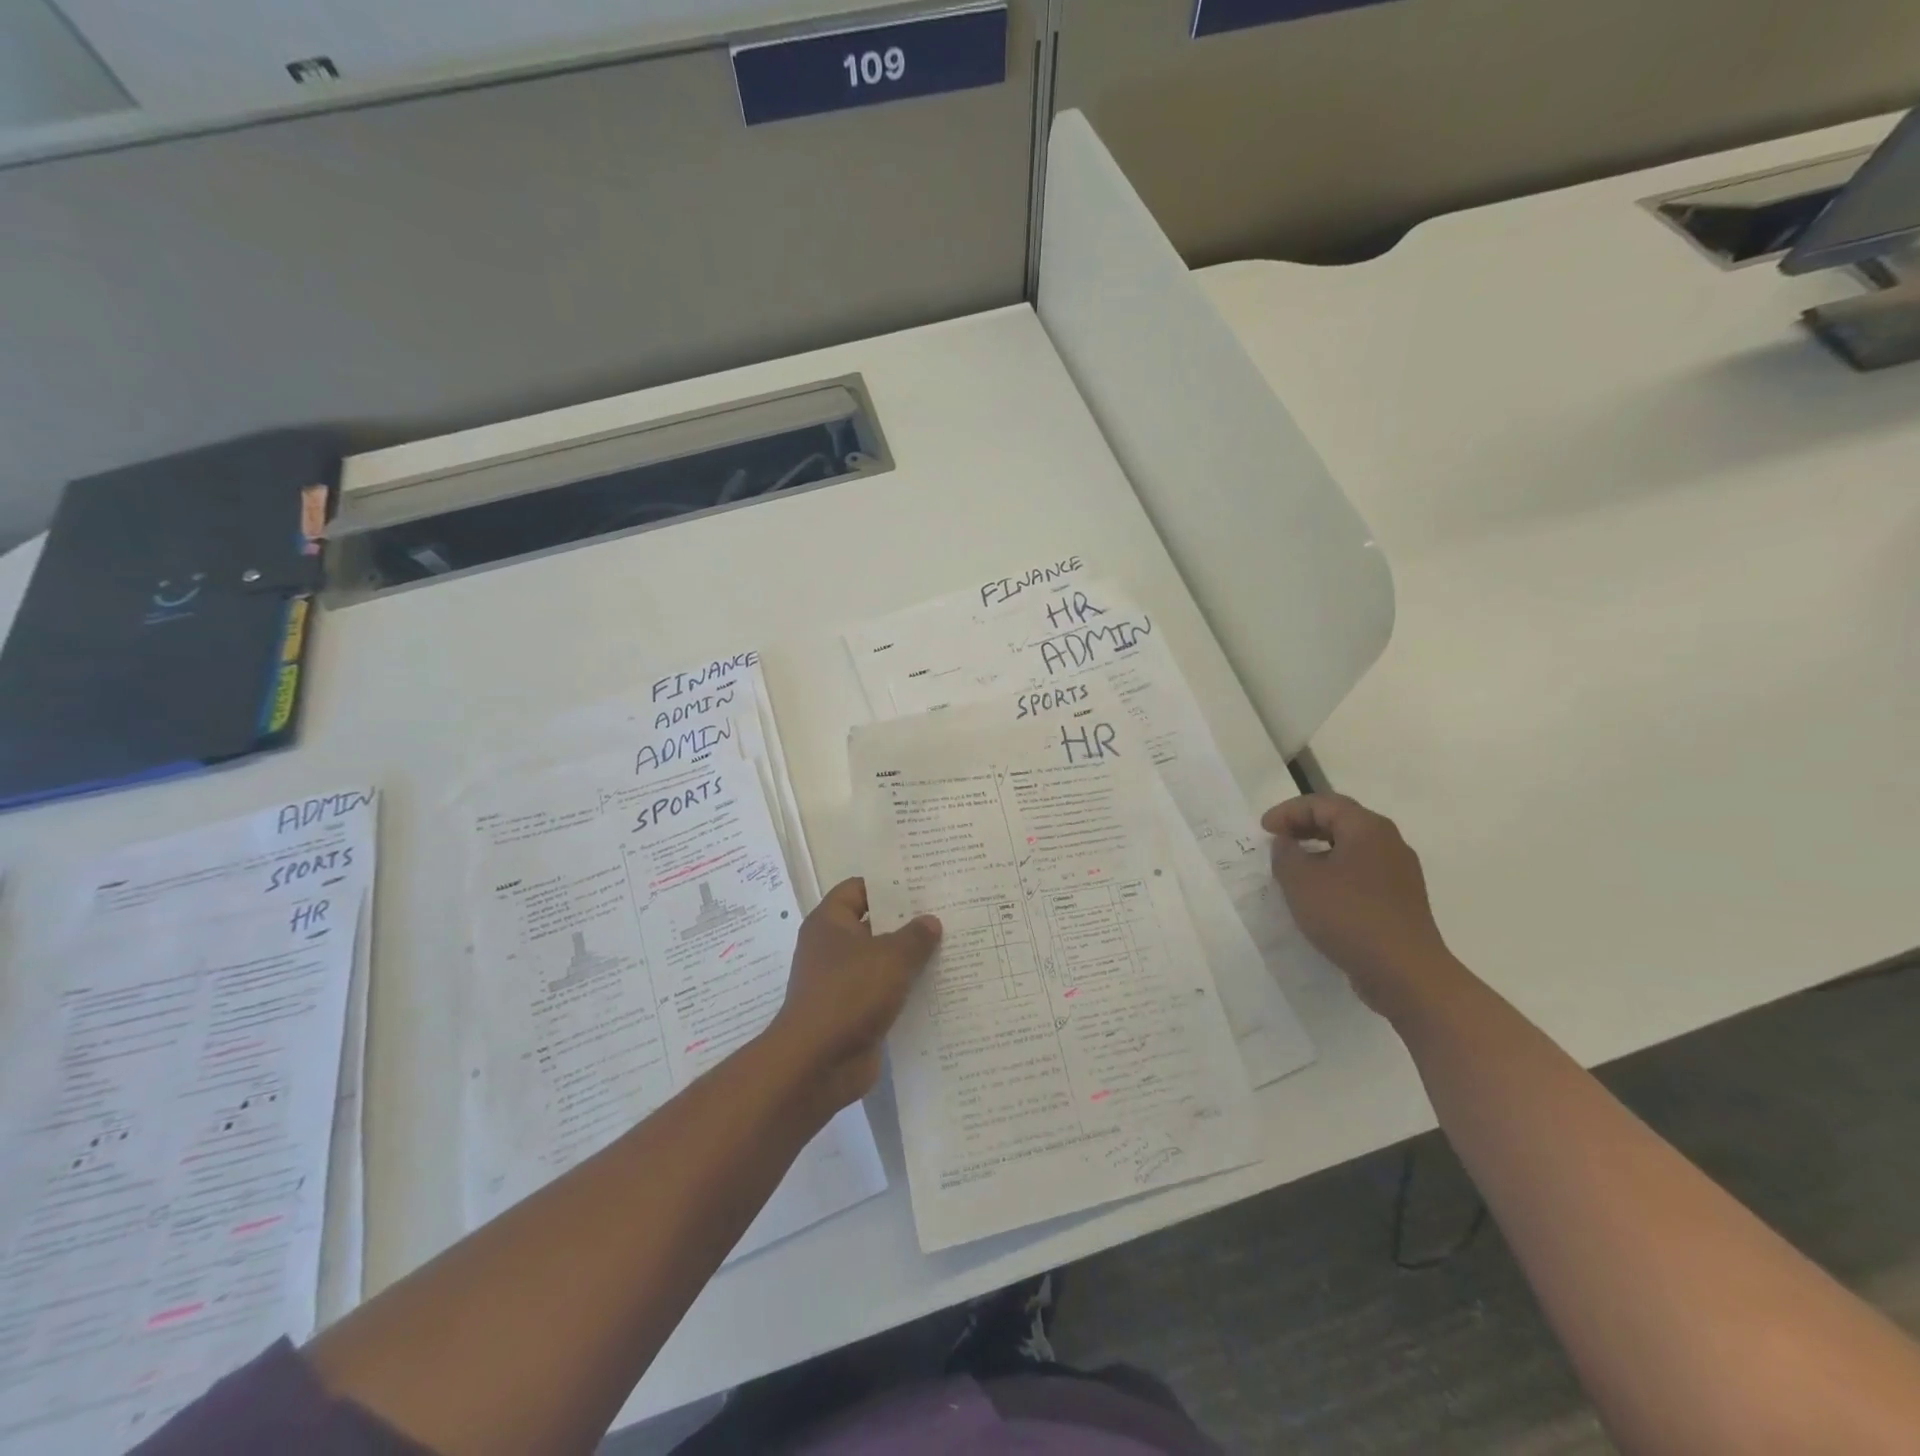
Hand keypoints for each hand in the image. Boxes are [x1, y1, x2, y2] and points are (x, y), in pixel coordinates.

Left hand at [765, 878, 941, 1112]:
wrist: (816, 1064)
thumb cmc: (849, 994)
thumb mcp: (891, 957)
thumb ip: (915, 936)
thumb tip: (930, 922)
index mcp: (830, 923)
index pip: (859, 888)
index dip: (889, 885)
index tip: (923, 884)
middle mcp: (831, 948)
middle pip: (873, 925)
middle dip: (907, 922)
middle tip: (947, 914)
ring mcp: (841, 983)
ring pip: (881, 962)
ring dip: (910, 960)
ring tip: (951, 949)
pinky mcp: (852, 1014)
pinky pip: (884, 994)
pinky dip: (905, 992)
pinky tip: (939, 989)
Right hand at [1263, 794, 1459, 1021]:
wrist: (1405, 973)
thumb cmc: (1349, 916)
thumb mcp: (1301, 881)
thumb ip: (1286, 854)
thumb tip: (1286, 843)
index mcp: (1367, 828)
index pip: (1322, 803)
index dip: (1288, 811)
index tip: (1263, 830)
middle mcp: (1389, 842)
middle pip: (1341, 821)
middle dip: (1304, 827)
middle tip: (1276, 841)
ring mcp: (1399, 873)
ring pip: (1352, 848)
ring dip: (1319, 851)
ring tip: (1293, 868)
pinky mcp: (1400, 900)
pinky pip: (1361, 873)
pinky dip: (1335, 873)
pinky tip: (1319, 895)